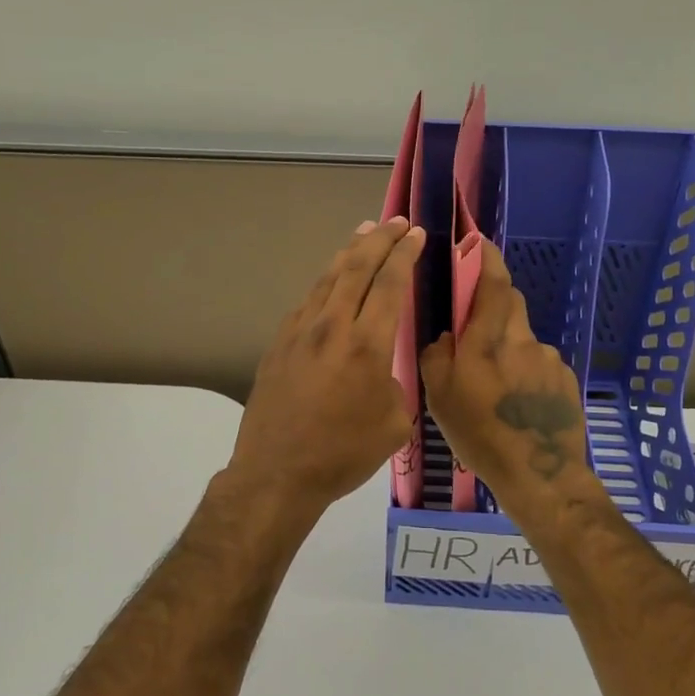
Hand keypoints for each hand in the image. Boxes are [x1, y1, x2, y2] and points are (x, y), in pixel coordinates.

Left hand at [226, 217, 426, 520]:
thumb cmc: (343, 453)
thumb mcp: (393, 422)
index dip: (405, 254)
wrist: (276, 473)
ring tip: (364, 233)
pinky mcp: (279, 343)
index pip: (389, 283)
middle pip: (356, 267)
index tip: (417, 234)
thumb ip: (395, 383)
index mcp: (367, 345)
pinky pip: (308, 300)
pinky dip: (327, 282)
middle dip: (380, 239)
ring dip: (349, 252)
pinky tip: (332, 282)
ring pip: (328, 278)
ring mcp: (300, 332)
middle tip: (397, 222)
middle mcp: (332, 326)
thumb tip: (382, 369)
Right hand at [421, 242, 590, 516]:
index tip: (480, 243)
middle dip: (494, 302)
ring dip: (509, 346)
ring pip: (524, 336)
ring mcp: (548, 359)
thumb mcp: (439, 398)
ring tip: (497, 386)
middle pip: (511, 303)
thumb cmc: (480, 435)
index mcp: (487, 341)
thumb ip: (436, 356)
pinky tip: (519, 403)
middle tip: (476, 326)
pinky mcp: (565, 379)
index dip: (487, 259)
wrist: (539, 474)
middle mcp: (522, 340)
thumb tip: (447, 336)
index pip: (492, 284)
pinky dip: (527, 371)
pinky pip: (540, 363)